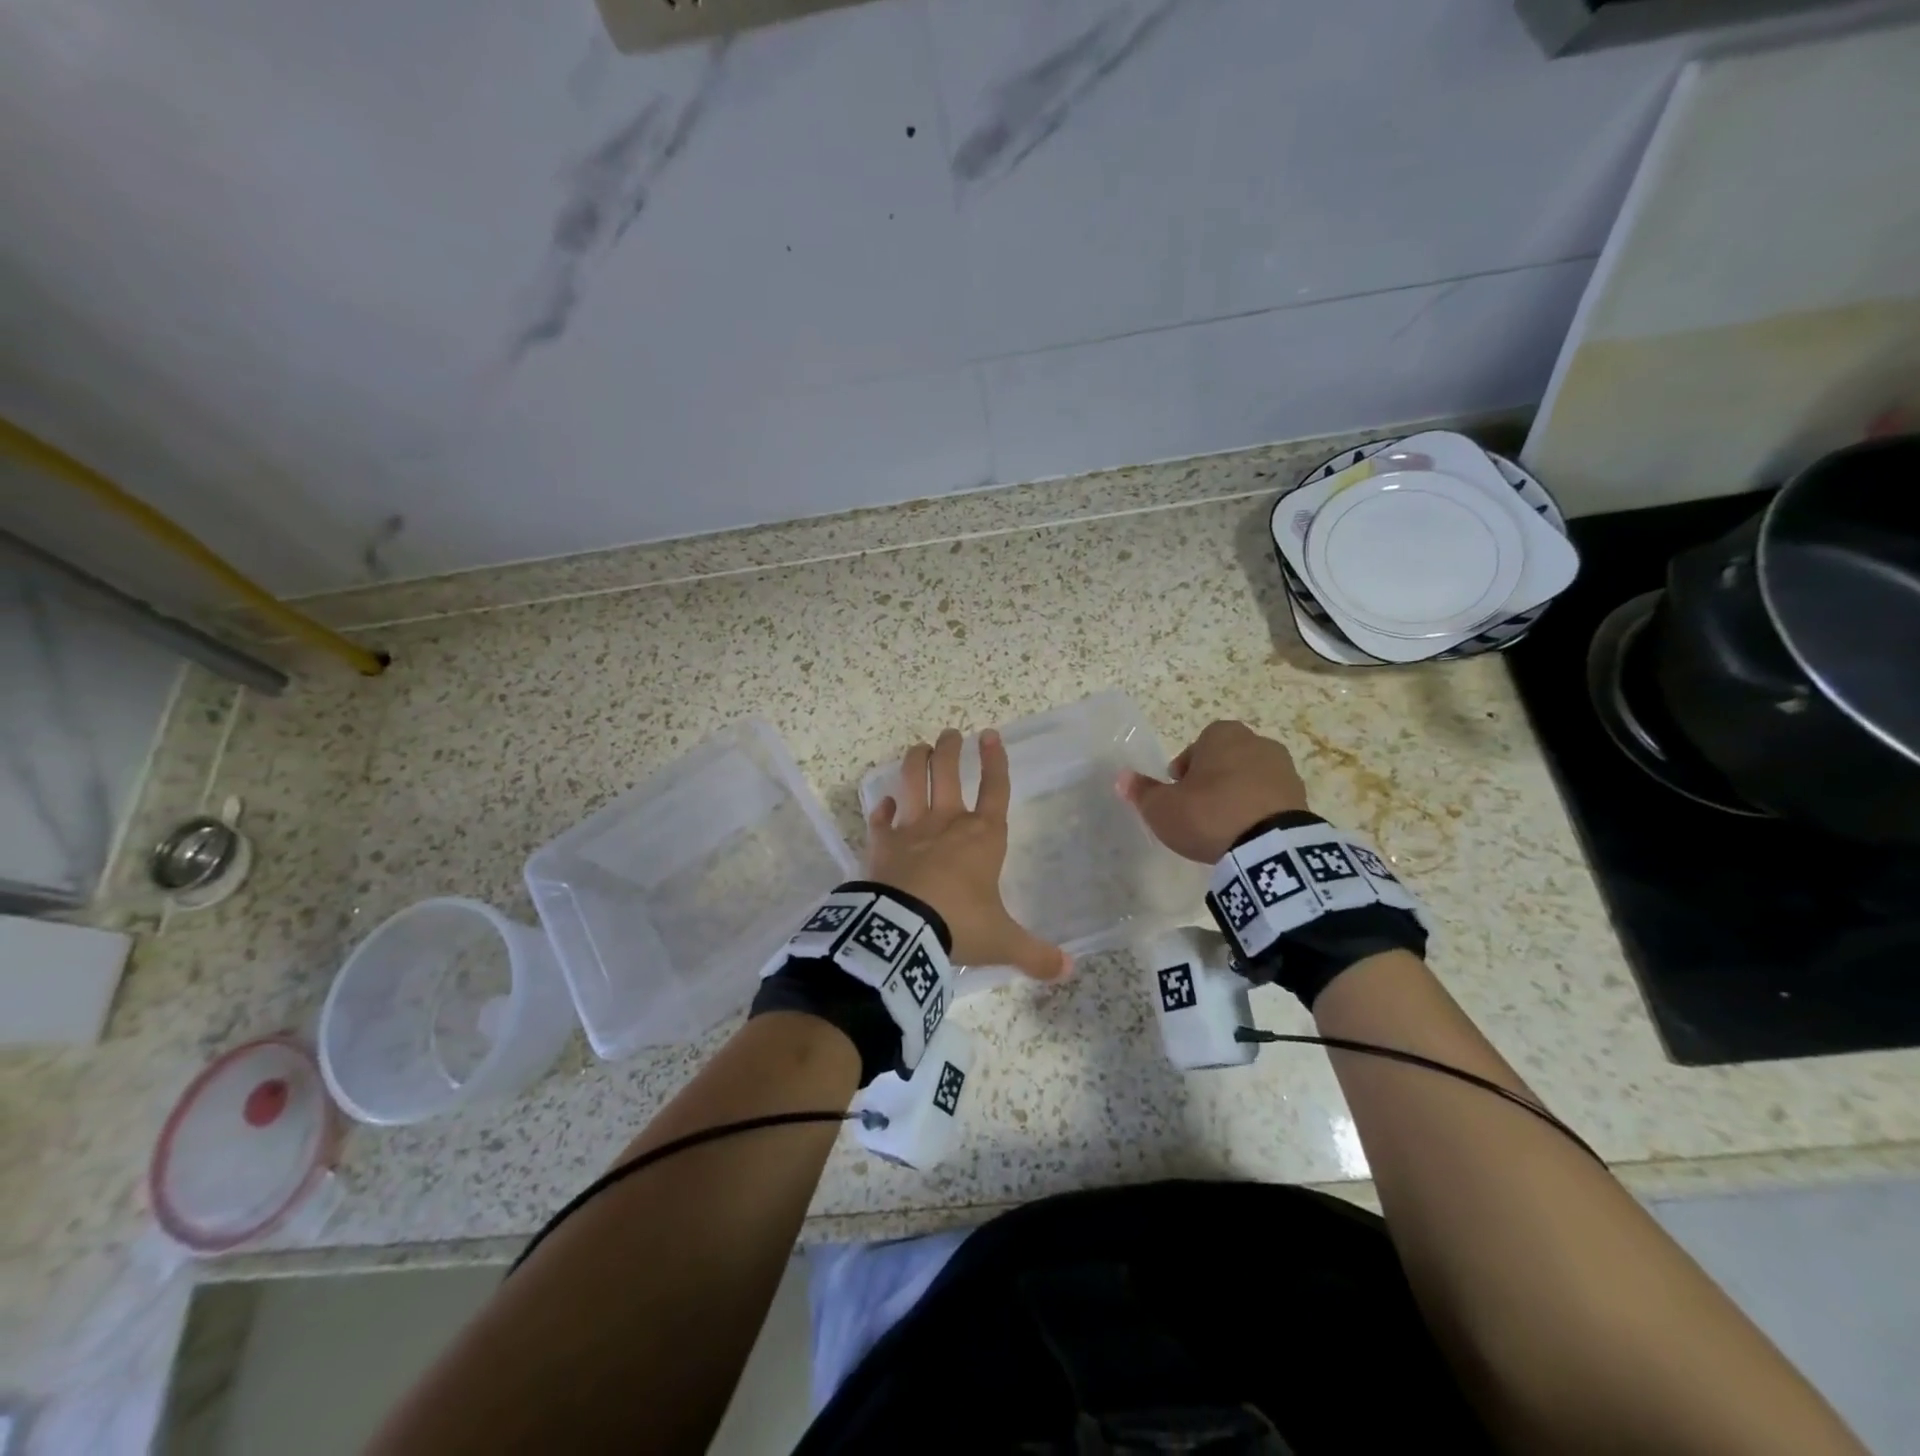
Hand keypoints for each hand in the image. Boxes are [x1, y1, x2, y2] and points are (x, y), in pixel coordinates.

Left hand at [867, 728, 1069, 981]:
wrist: (903, 930)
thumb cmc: (959, 925)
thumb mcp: (1003, 942)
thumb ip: (1035, 954)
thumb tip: (1068, 970)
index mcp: (982, 837)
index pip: (995, 789)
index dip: (996, 762)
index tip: (991, 735)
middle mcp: (947, 823)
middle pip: (948, 773)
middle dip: (950, 750)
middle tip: (950, 734)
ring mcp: (911, 829)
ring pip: (913, 782)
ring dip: (915, 762)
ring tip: (919, 748)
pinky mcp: (881, 844)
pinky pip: (880, 820)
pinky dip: (881, 809)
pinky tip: (882, 803)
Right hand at [1117, 720, 1310, 863]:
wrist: (1269, 846)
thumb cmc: (1209, 814)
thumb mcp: (1163, 807)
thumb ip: (1142, 791)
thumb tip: (1122, 777)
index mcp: (1222, 735)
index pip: (1197, 746)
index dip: (1185, 770)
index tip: (1179, 793)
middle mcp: (1257, 742)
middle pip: (1226, 760)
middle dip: (1213, 780)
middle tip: (1199, 809)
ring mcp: (1284, 769)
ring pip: (1250, 779)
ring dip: (1237, 795)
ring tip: (1224, 826)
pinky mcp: (1301, 797)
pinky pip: (1271, 800)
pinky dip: (1259, 811)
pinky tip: (1246, 835)